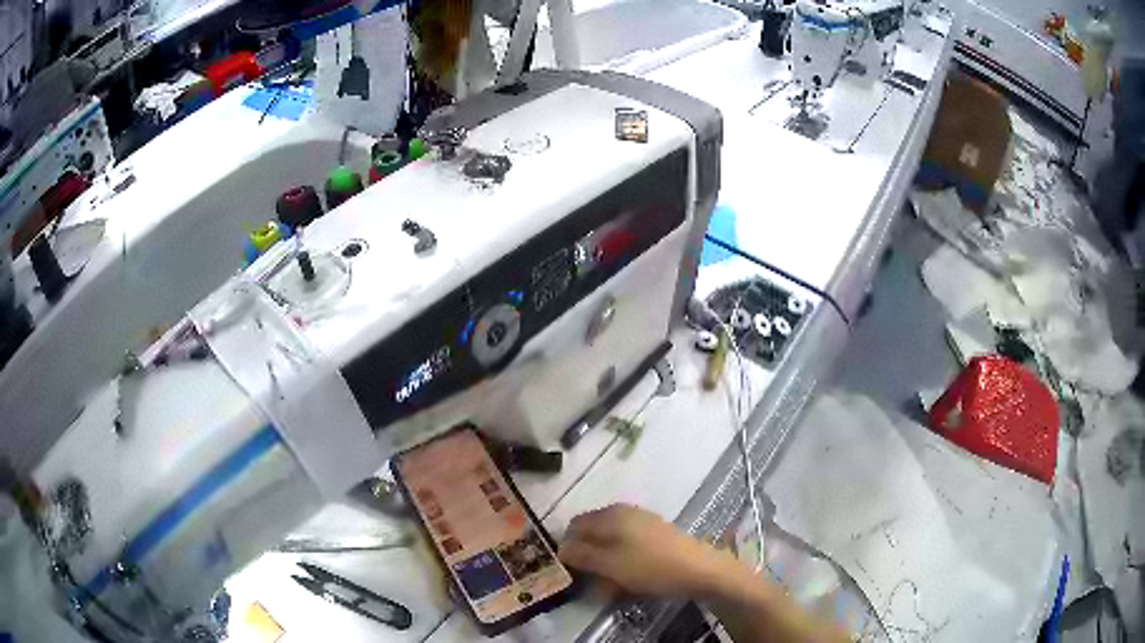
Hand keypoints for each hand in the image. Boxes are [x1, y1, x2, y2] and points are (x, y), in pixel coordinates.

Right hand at [558, 504, 727, 597]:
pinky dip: (622, 563)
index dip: (567, 547)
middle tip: (590, 581)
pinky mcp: (655, 535)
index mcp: (610, 515)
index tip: (568, 570)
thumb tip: (560, 548)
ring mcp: (641, 523)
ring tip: (610, 586)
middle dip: (588, 558)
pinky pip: (627, 548)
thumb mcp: (610, 565)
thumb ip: (582, 555)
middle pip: (593, 534)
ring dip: (605, 564)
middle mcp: (623, 513)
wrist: (700, 569)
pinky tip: (628, 580)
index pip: (574, 525)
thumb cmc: (651, 567)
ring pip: (610, 544)